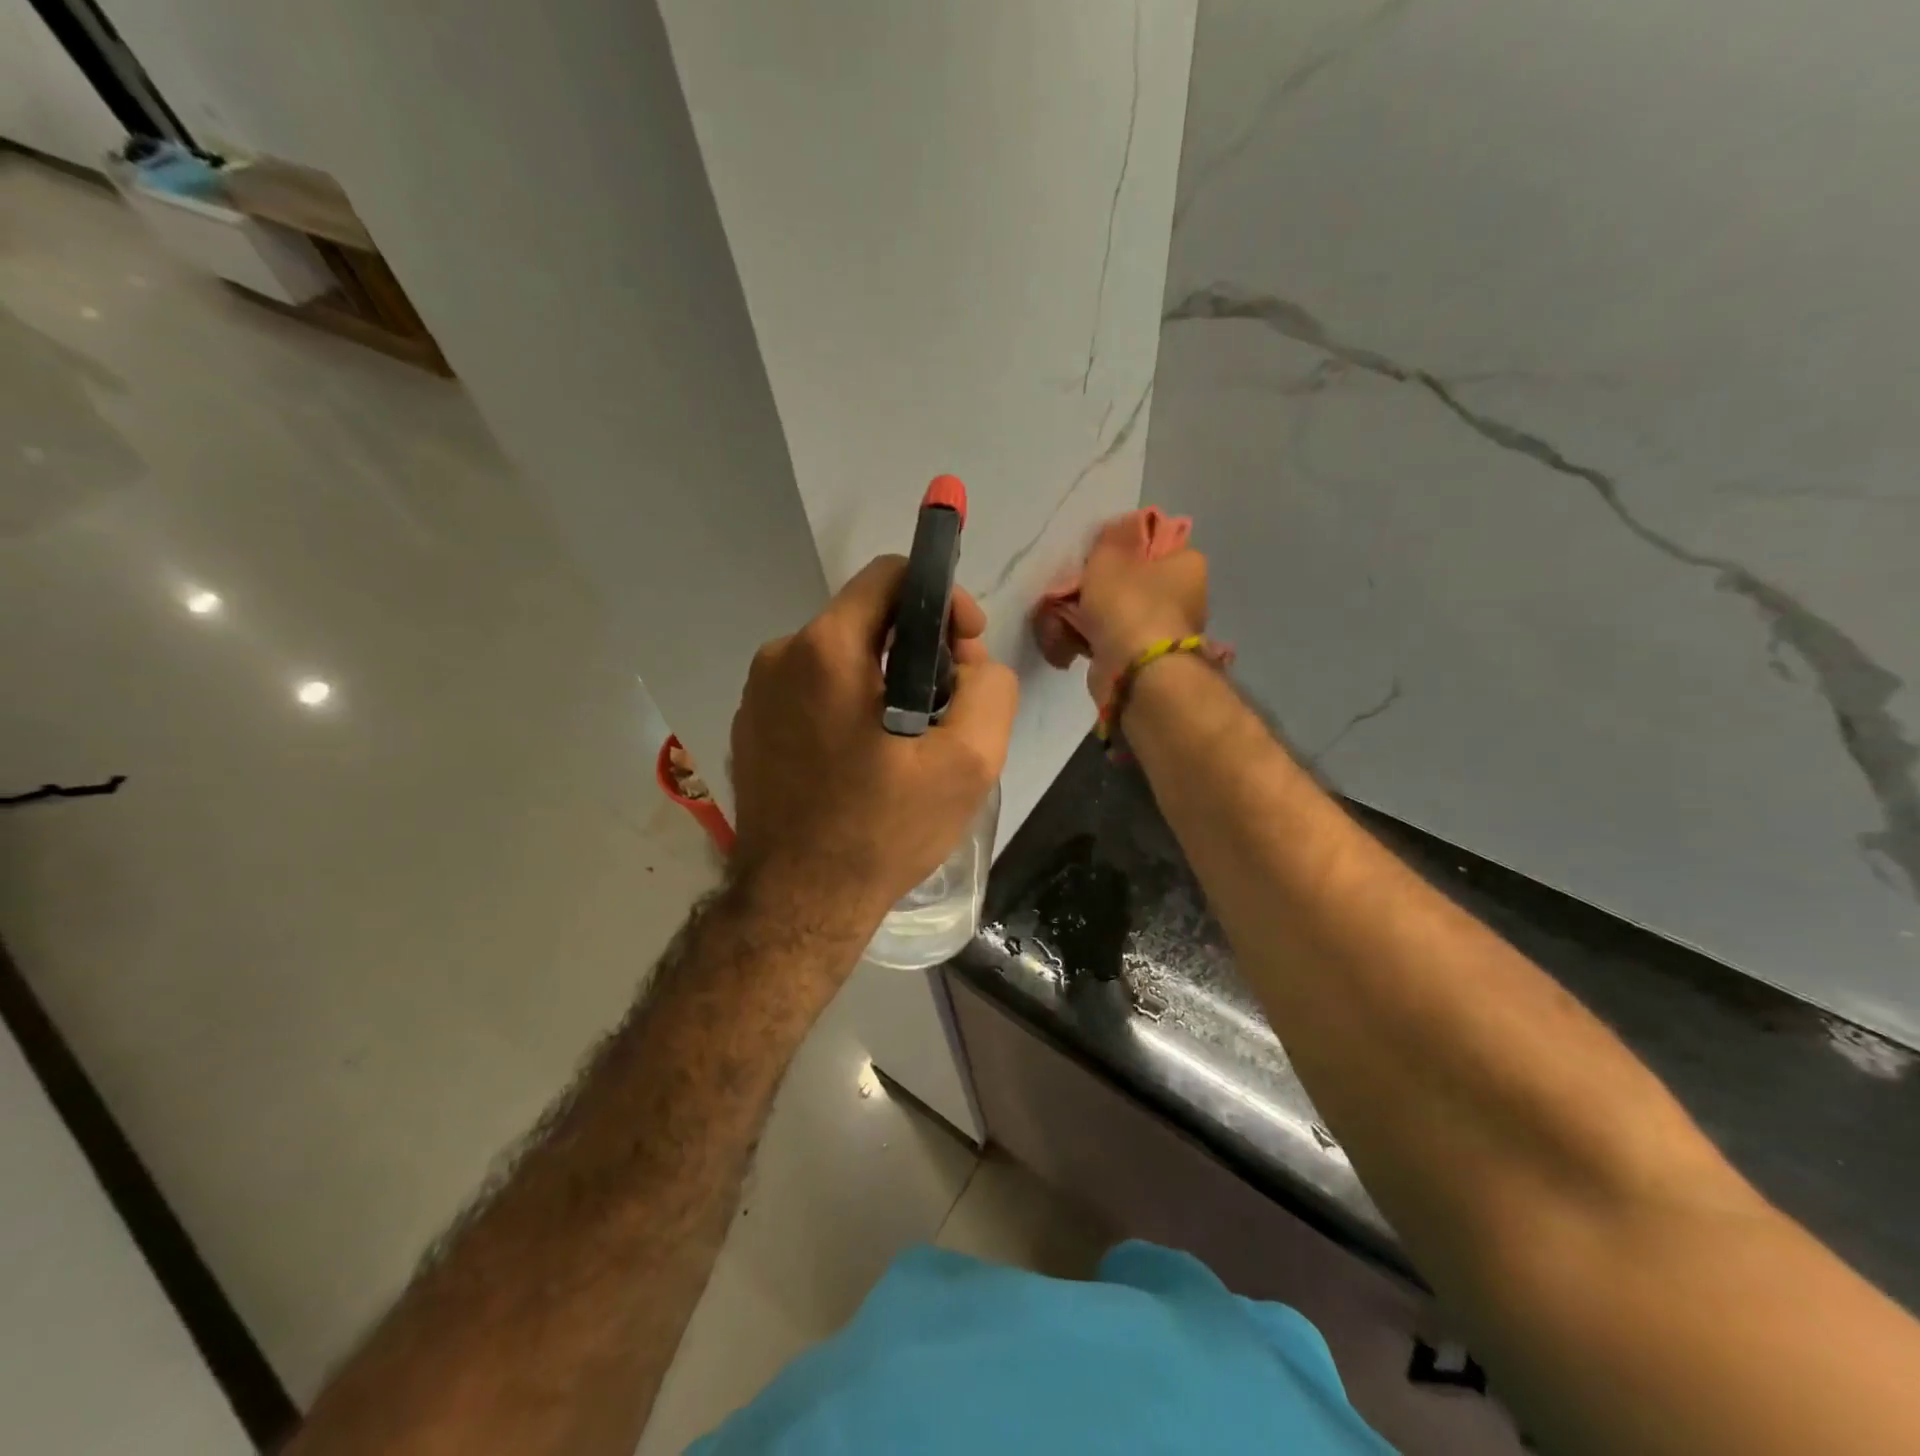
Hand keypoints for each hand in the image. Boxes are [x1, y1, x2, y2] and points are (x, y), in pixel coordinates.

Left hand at [729, 555, 1019, 943]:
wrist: (797, 905)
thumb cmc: (882, 830)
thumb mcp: (969, 761)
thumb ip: (990, 687)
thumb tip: (969, 662)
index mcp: (826, 648)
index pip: (890, 575)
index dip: (942, 598)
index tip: (966, 647)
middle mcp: (780, 656)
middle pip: (867, 618)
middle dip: (919, 647)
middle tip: (948, 705)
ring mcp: (756, 694)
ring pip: (840, 657)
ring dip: (884, 680)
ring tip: (910, 740)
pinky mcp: (750, 728)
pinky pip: (811, 692)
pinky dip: (847, 706)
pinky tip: (866, 759)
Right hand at [1075, 533, 1210, 705]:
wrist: (1135, 670)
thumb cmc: (1128, 603)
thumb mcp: (1109, 556)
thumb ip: (1109, 540)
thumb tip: (1114, 534)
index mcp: (1188, 564)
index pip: (1157, 544)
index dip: (1125, 548)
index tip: (1098, 557)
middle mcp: (1187, 597)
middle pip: (1138, 582)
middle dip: (1106, 587)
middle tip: (1076, 588)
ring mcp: (1168, 632)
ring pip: (1123, 614)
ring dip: (1096, 616)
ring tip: (1066, 617)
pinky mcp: (1148, 661)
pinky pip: (1115, 641)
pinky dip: (1095, 641)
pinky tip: (1072, 641)